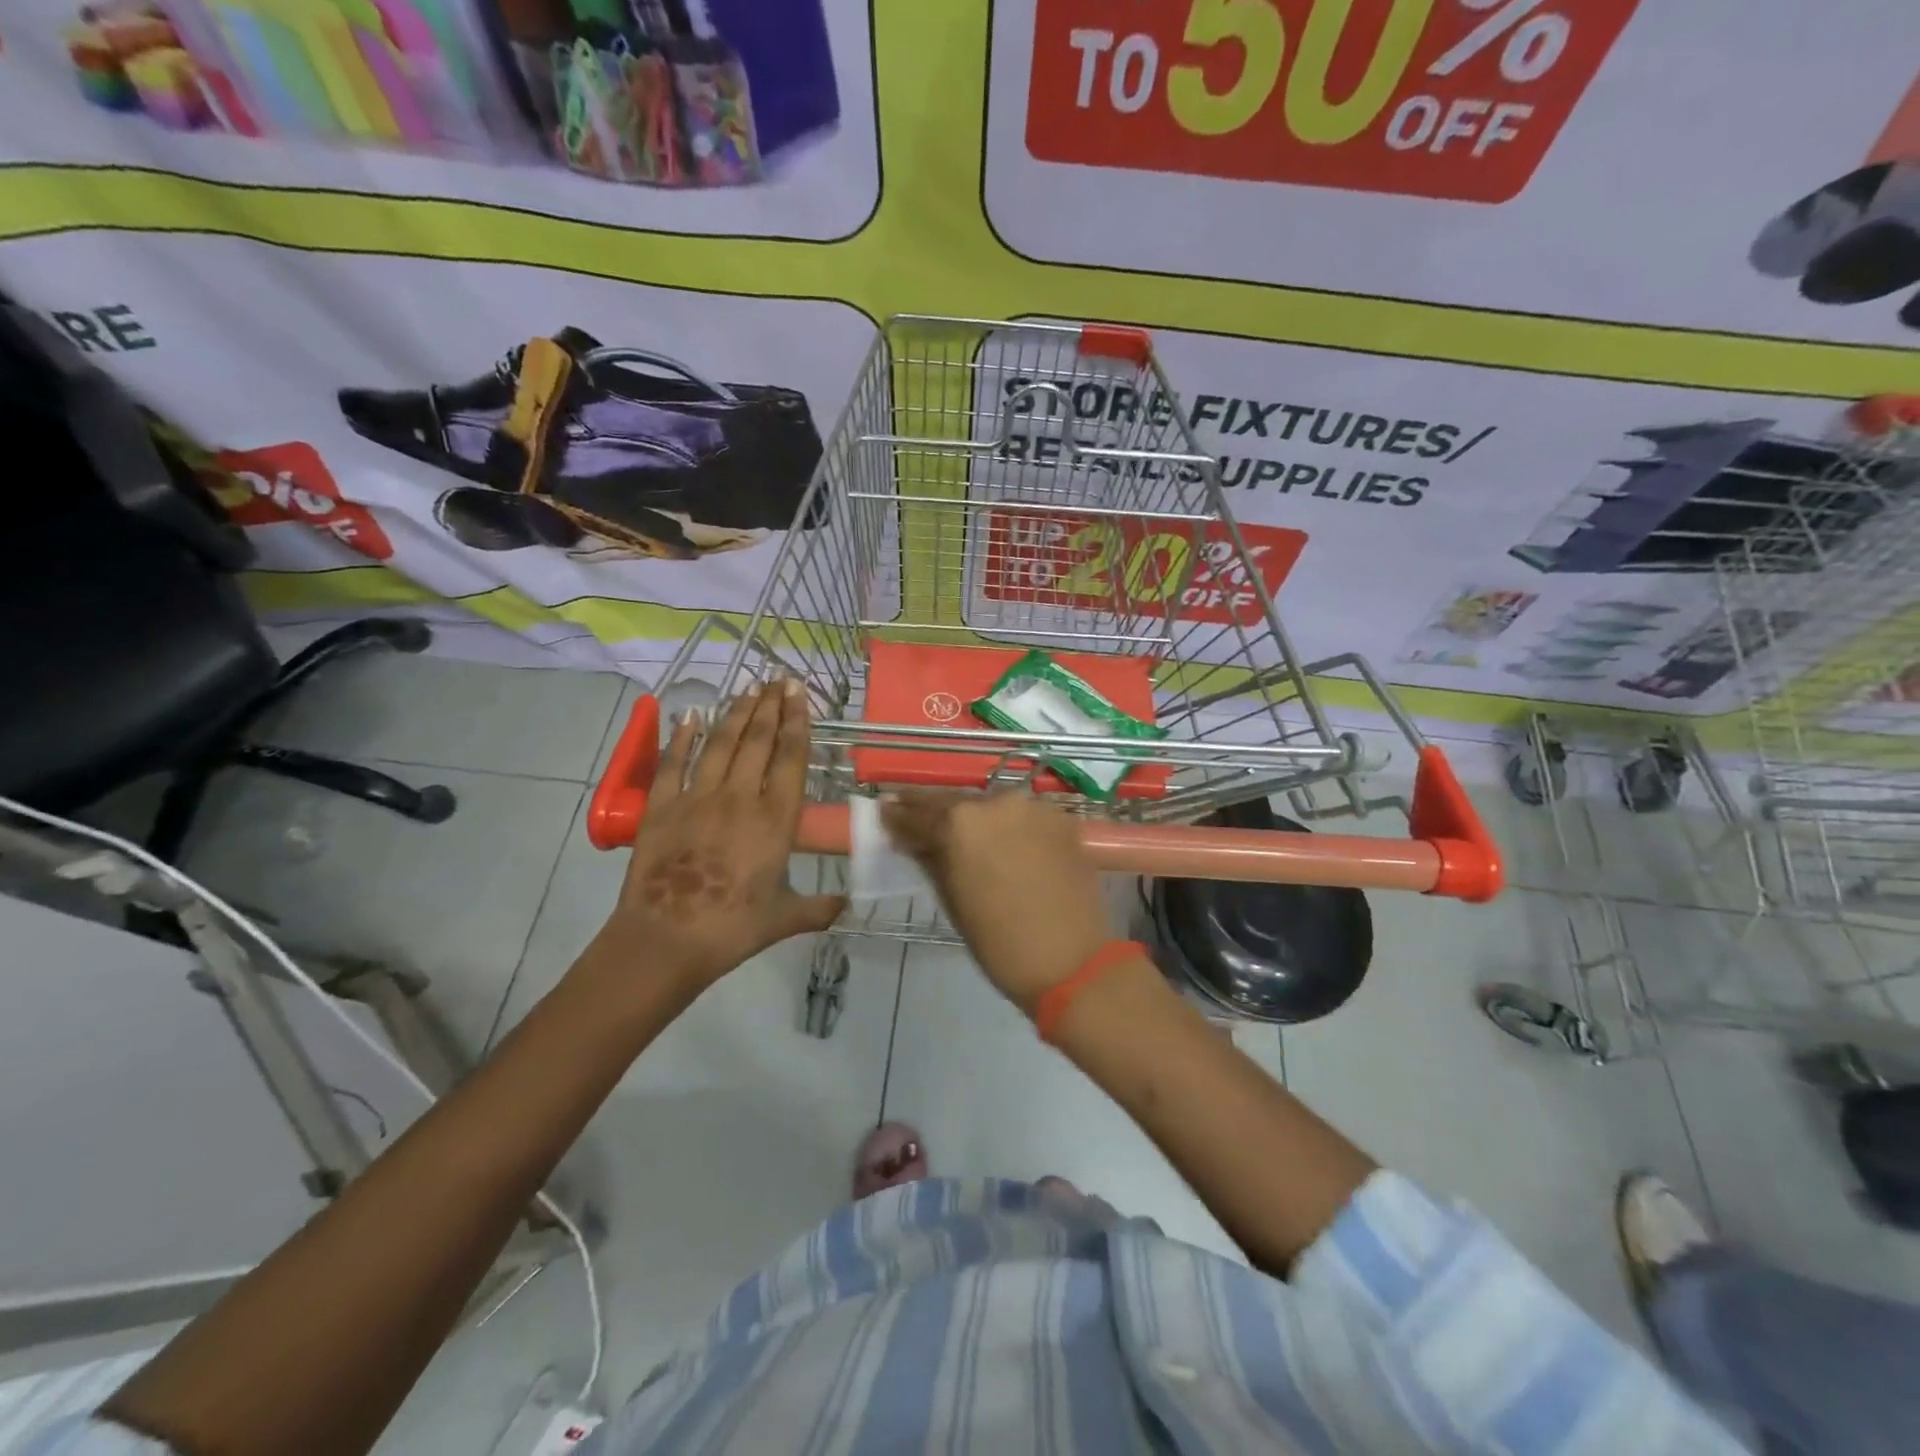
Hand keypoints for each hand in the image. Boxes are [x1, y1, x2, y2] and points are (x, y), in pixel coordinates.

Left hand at [589, 679, 844, 1000]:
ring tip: (748, 689)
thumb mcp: (785, 919)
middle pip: (758, 741)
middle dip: (771, 706)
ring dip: (736, 713)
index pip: (791, 759)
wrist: (666, 939)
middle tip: (778, 679)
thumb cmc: (732, 928)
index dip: (797, 722)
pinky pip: (674, 763)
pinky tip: (690, 715)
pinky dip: (682, 737)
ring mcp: (698, 798)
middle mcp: (740, 798)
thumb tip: (848, 904)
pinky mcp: (662, 807)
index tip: (799, 694)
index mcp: (776, 820)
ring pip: (721, 744)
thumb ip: (819, 908)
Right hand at [882, 792, 1113, 1011]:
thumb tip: (913, 841)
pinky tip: (1005, 843)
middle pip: (956, 802)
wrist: (1071, 961)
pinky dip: (1010, 826)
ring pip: (993, 806)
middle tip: (915, 813)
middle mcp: (996, 802)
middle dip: (934, 810)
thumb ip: (930, 860)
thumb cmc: (999, 942)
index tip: (885, 812)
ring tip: (964, 832)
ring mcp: (1033, 807)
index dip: (898, 816)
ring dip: (976, 816)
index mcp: (960, 823)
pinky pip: (1025, 817)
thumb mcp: (952, 901)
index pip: (918, 813)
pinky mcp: (1062, 819)